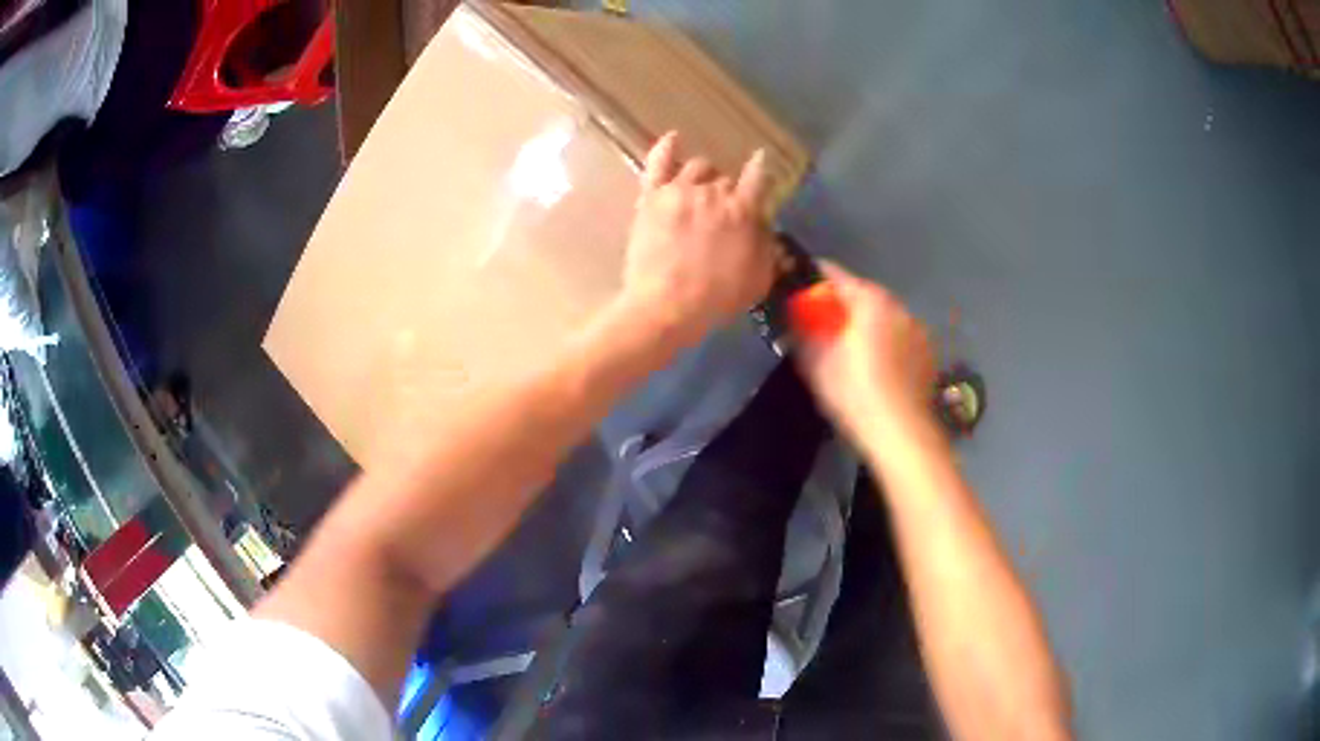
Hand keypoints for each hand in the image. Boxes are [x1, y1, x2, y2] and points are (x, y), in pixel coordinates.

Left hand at [615, 132, 777, 349]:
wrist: (666, 306)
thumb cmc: (717, 298)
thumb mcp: (758, 280)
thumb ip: (767, 249)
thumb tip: (768, 230)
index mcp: (743, 210)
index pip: (758, 179)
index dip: (761, 170)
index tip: (761, 163)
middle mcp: (714, 192)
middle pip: (725, 179)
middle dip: (727, 193)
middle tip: (720, 216)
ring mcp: (680, 190)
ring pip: (697, 167)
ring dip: (703, 176)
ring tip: (699, 191)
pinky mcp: (651, 196)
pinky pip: (658, 161)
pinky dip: (667, 147)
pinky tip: (673, 139)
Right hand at [796, 263, 939, 451]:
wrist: (901, 433)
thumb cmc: (854, 393)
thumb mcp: (816, 362)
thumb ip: (803, 330)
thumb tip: (794, 314)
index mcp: (869, 300)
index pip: (834, 275)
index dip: (811, 279)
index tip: (797, 289)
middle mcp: (897, 305)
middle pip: (862, 295)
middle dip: (841, 306)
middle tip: (821, 326)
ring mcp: (917, 328)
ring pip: (883, 317)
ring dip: (866, 324)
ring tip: (851, 350)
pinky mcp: (928, 352)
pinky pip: (900, 337)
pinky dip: (886, 342)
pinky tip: (877, 368)